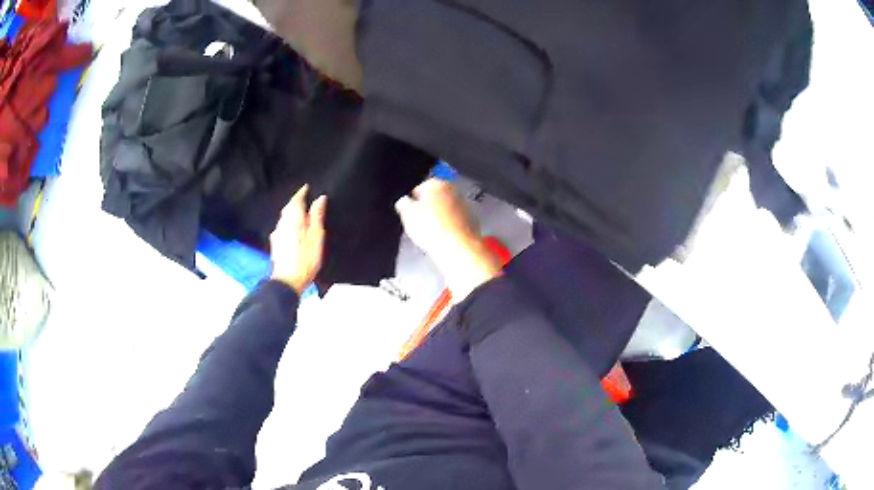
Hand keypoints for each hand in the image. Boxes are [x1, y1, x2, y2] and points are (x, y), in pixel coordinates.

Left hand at [270, 185, 326, 294]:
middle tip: (304, 198)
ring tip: (301, 212)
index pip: (296, 199)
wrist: (288, 281)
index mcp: (293, 218)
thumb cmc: (305, 259)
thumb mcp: (316, 236)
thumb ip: (317, 216)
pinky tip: (293, 228)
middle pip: (288, 208)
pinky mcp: (276, 244)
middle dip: (295, 202)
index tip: (307, 187)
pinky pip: (282, 227)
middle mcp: (282, 223)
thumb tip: (319, 198)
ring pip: (284, 217)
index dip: (302, 192)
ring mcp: (277, 234)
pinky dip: (288, 223)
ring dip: (291, 212)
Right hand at [395, 179, 500, 300]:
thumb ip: (404, 204)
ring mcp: (464, 205)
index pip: (421, 187)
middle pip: (437, 196)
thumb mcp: (407, 215)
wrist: (456, 247)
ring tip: (431, 232)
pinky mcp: (471, 220)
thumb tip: (403, 203)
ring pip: (447, 208)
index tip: (411, 209)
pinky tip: (443, 236)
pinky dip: (451, 226)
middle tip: (420, 221)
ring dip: (440, 216)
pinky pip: (457, 220)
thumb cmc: (434, 229)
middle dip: (429, 207)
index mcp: (436, 184)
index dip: (414, 200)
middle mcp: (453, 191)